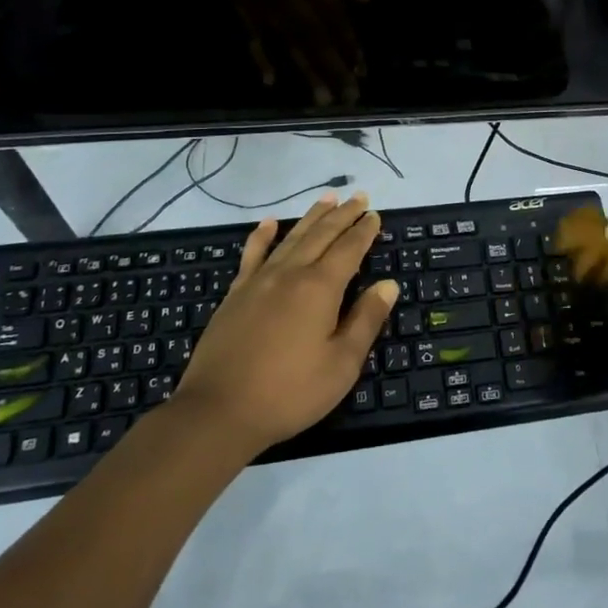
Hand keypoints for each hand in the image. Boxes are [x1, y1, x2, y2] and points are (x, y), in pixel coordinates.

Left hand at [174, 193, 397, 456]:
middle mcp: (291, 273)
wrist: (218, 411)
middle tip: (358, 196)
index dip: (364, 231)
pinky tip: (269, 223)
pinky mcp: (236, 294)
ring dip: (312, 217)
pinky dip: (263, 235)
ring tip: (327, 199)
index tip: (375, 215)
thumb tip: (388, 284)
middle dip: (343, 215)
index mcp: (320, 288)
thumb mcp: (341, 364)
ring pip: (291, 237)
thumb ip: (366, 320)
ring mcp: (259, 281)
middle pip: (322, 235)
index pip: (349, 249)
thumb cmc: (290, 392)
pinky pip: (253, 254)